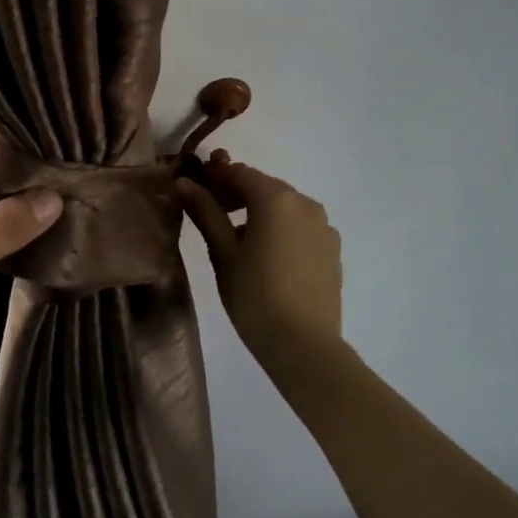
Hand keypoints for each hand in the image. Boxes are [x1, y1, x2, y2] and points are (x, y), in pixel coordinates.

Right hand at [179, 153, 343, 369]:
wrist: (304, 345)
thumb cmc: (254, 295)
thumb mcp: (222, 252)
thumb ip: (205, 212)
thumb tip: (184, 183)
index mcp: (276, 198)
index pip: (240, 173)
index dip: (215, 178)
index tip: (195, 192)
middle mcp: (305, 203)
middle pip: (264, 187)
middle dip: (237, 195)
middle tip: (212, 217)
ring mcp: (324, 226)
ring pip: (285, 208)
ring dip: (260, 213)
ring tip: (239, 243)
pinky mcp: (333, 250)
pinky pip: (301, 228)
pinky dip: (282, 231)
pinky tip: (268, 259)